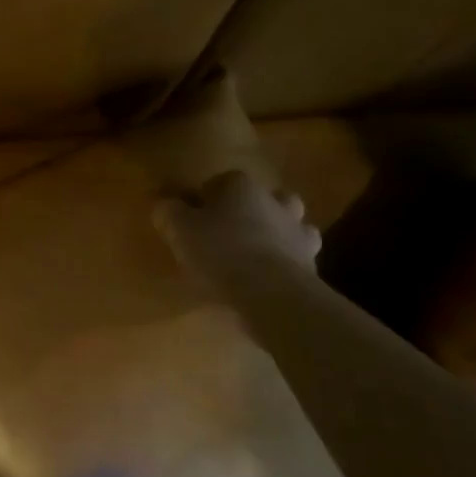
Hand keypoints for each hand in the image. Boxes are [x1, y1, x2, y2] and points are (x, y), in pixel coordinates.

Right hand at [153, 170, 321, 286]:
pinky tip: (266, 279)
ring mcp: (298, 232)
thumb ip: (168, 211)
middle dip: (246, 211)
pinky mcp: (311, 264)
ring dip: (273, 235)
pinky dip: (283, 263)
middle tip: (226, 232)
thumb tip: (165, 204)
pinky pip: (295, 257)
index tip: (190, 220)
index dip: (203, 200)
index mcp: (241, 186)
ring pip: (286, 225)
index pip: (219, 182)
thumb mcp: (178, 229)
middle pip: (259, 199)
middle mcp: (274, 202)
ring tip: (251, 256)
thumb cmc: (220, 252)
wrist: (272, 294)